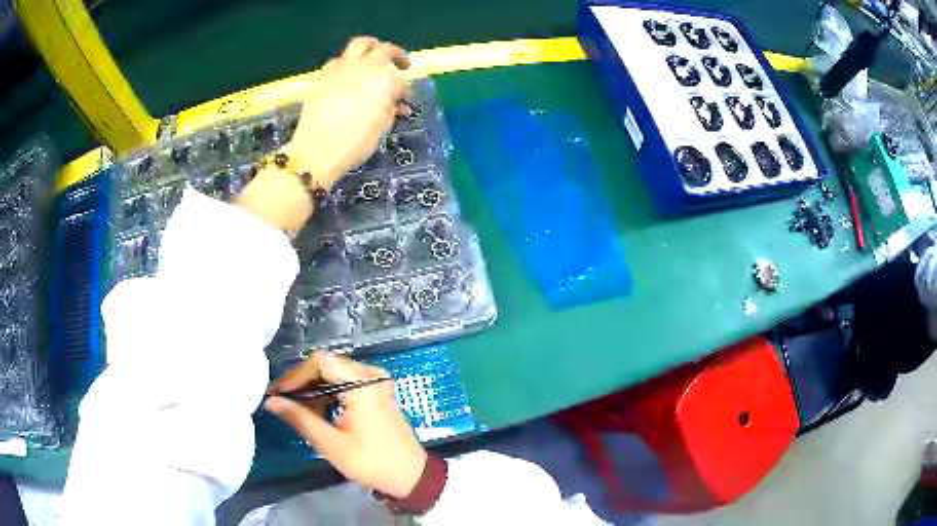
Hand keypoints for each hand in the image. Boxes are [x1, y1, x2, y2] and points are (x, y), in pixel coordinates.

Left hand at [236, 36, 410, 233]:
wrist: (317, 150)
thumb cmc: (356, 142)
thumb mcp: (381, 126)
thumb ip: (391, 108)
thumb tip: (396, 103)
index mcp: (384, 79)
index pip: (400, 81)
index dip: (405, 91)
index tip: (405, 103)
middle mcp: (364, 66)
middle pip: (383, 49)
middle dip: (394, 54)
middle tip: (400, 64)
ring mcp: (341, 68)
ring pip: (358, 46)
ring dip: (369, 51)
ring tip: (372, 63)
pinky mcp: (323, 75)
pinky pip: (338, 61)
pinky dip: (347, 64)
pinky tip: (348, 77)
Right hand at [265, 351, 427, 498]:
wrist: (410, 476)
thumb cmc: (371, 462)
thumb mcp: (330, 443)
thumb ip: (299, 418)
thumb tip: (271, 401)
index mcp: (363, 383)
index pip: (319, 361)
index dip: (294, 376)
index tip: (276, 394)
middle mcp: (371, 374)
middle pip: (326, 365)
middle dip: (302, 383)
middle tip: (282, 402)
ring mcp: (375, 382)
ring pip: (334, 374)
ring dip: (314, 390)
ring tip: (296, 411)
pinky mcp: (376, 392)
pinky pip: (345, 383)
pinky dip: (328, 395)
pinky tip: (317, 412)